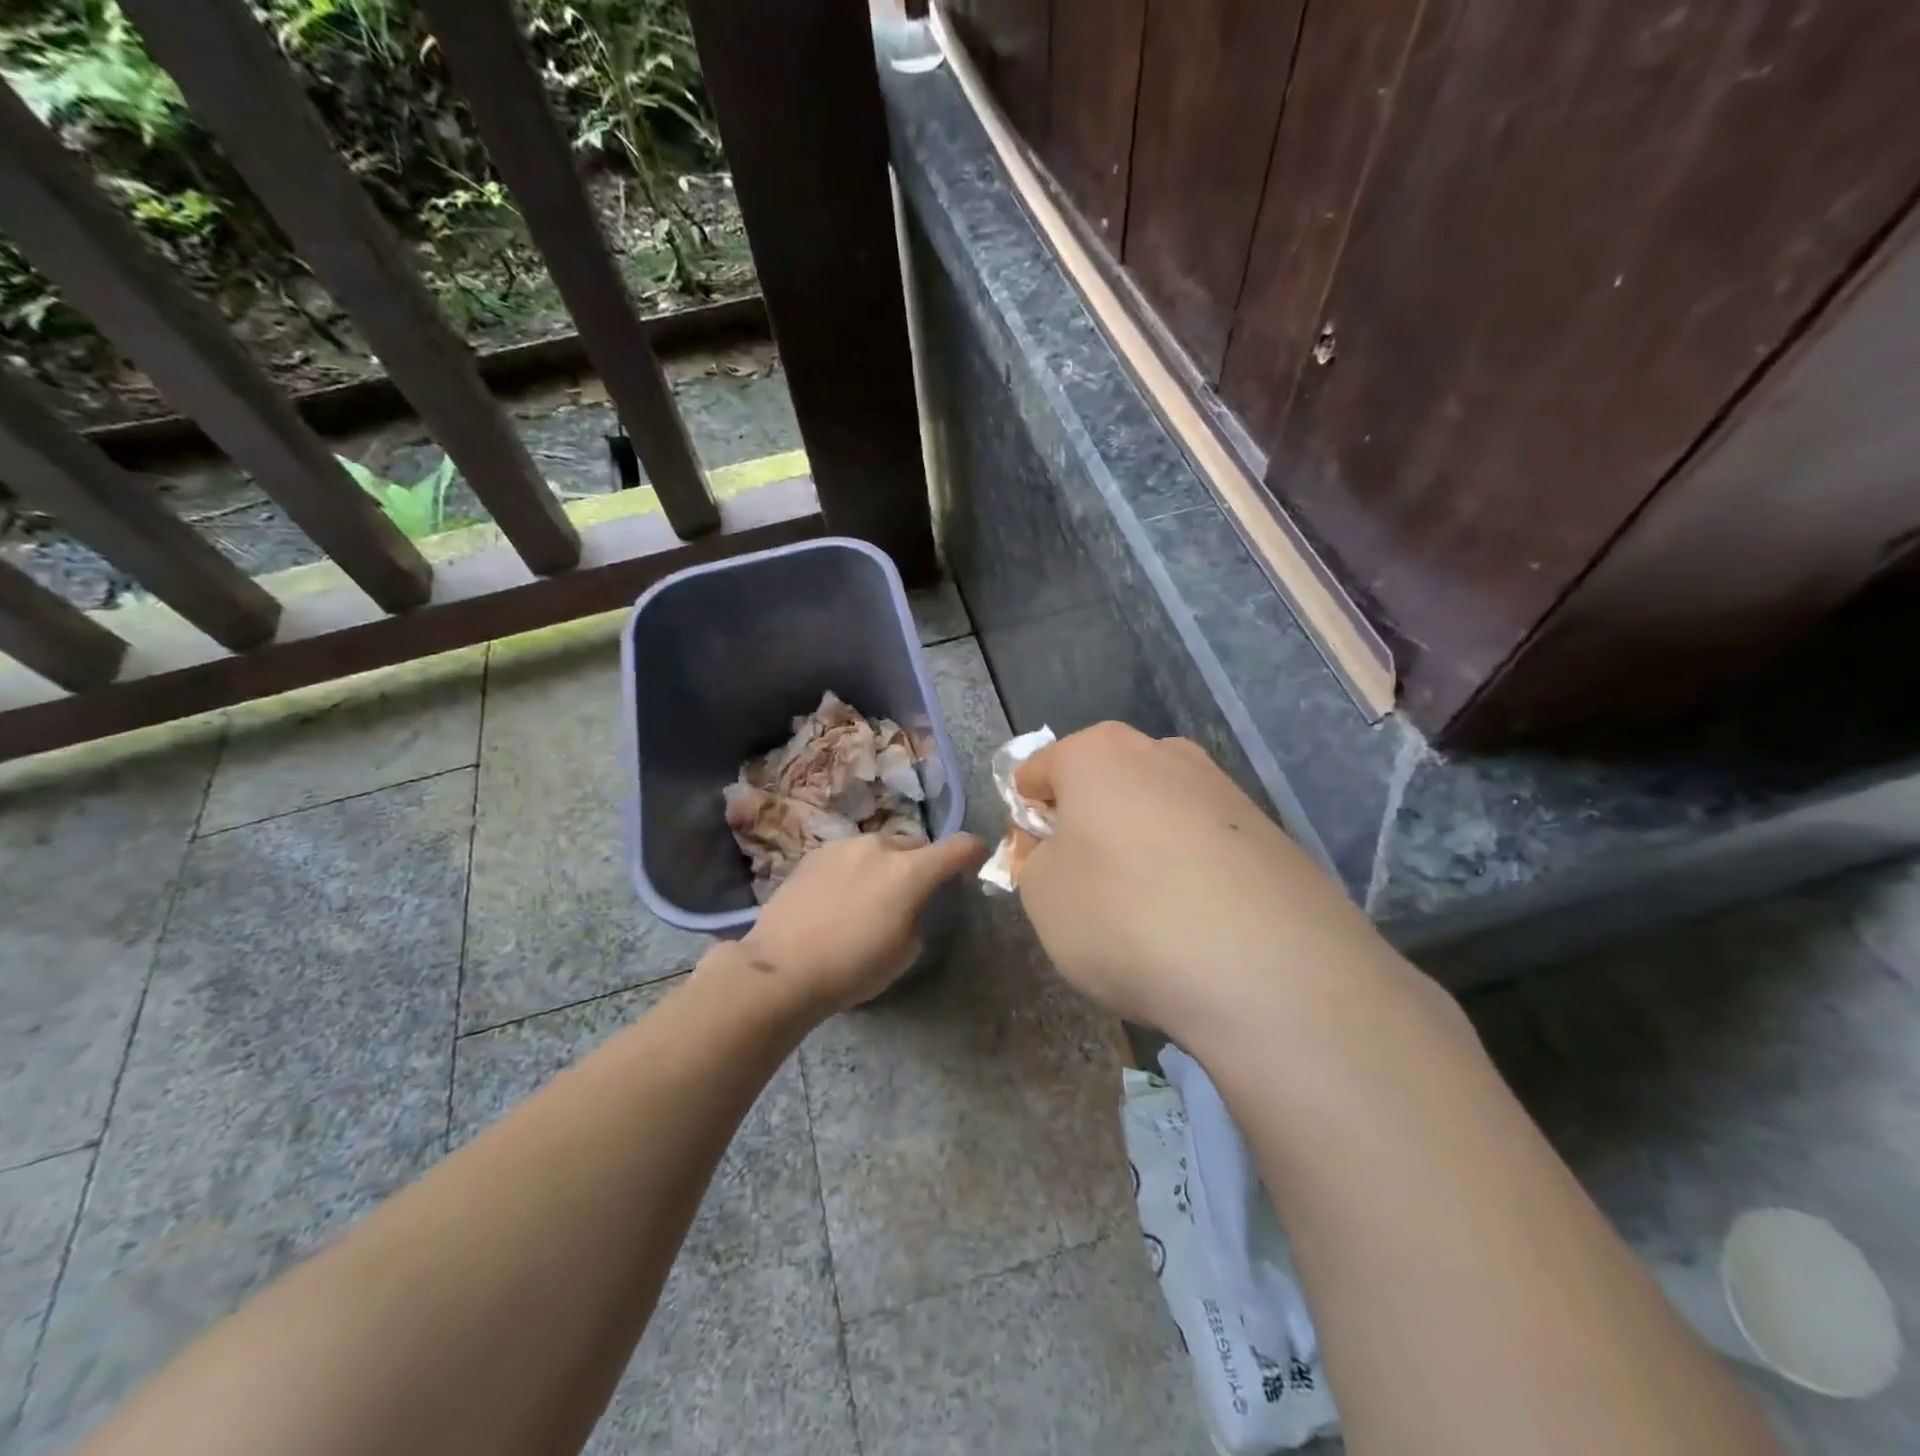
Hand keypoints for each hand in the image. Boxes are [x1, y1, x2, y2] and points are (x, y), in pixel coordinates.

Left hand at [707, 832, 987, 1017]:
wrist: (781, 967)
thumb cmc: (852, 967)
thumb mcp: (905, 952)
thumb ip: (917, 916)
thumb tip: (907, 905)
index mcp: (910, 871)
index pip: (958, 847)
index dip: (973, 852)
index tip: (975, 860)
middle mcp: (880, 846)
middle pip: (915, 846)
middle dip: (921, 864)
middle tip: (912, 894)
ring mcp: (843, 846)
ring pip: (879, 848)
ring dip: (885, 866)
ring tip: (869, 898)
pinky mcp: (814, 854)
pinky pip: (849, 856)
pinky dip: (855, 870)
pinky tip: (838, 899)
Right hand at [1012, 723, 1384, 1040]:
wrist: (1268, 969)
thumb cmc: (1123, 915)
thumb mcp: (1041, 894)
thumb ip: (1035, 859)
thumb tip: (1060, 849)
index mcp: (1099, 752)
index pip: (1037, 771)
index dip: (1025, 818)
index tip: (1031, 865)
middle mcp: (1164, 754)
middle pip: (1102, 783)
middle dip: (1085, 826)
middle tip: (1083, 887)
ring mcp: (1224, 790)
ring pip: (1156, 813)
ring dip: (1138, 849)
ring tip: (1145, 914)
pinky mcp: (1269, 833)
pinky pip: (1203, 845)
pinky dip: (1188, 872)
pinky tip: (1195, 923)